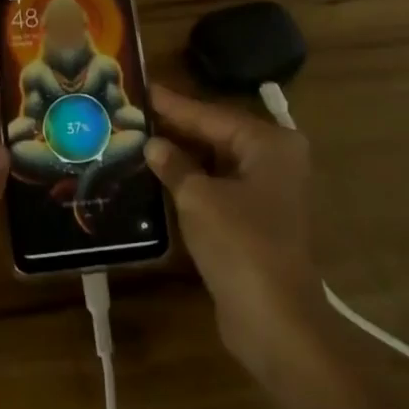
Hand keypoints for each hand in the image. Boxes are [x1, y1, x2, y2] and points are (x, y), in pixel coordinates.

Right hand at [145, 85, 327, 382]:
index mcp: (270, 144)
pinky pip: (219, 188)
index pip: (212, 115)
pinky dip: (192, 183)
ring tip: (138, 140)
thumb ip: (174, 165)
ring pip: (216, 163)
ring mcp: (268, 193)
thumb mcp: (198, 197)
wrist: (275, 321)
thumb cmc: (240, 244)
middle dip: (176, 129)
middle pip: (216, 136)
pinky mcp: (256, 221)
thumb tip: (153, 145)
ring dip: (181, 157)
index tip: (142, 87)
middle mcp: (275, 161)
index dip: (174, 104)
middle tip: (133, 113)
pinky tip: (158, 177)